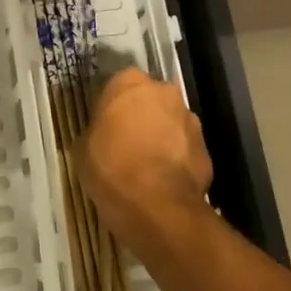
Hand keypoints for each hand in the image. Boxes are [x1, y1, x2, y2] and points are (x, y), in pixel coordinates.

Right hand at [80, 67, 212, 252]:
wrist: (157, 207)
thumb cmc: (111, 168)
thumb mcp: (84, 147)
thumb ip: (97, 130)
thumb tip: (104, 134)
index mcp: (128, 82)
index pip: (118, 85)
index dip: (112, 106)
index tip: (106, 125)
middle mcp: (163, 91)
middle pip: (149, 100)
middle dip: (141, 116)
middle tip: (127, 142)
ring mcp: (189, 119)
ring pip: (170, 122)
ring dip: (162, 136)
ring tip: (148, 166)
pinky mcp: (206, 148)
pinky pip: (185, 148)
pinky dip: (176, 159)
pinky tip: (164, 181)